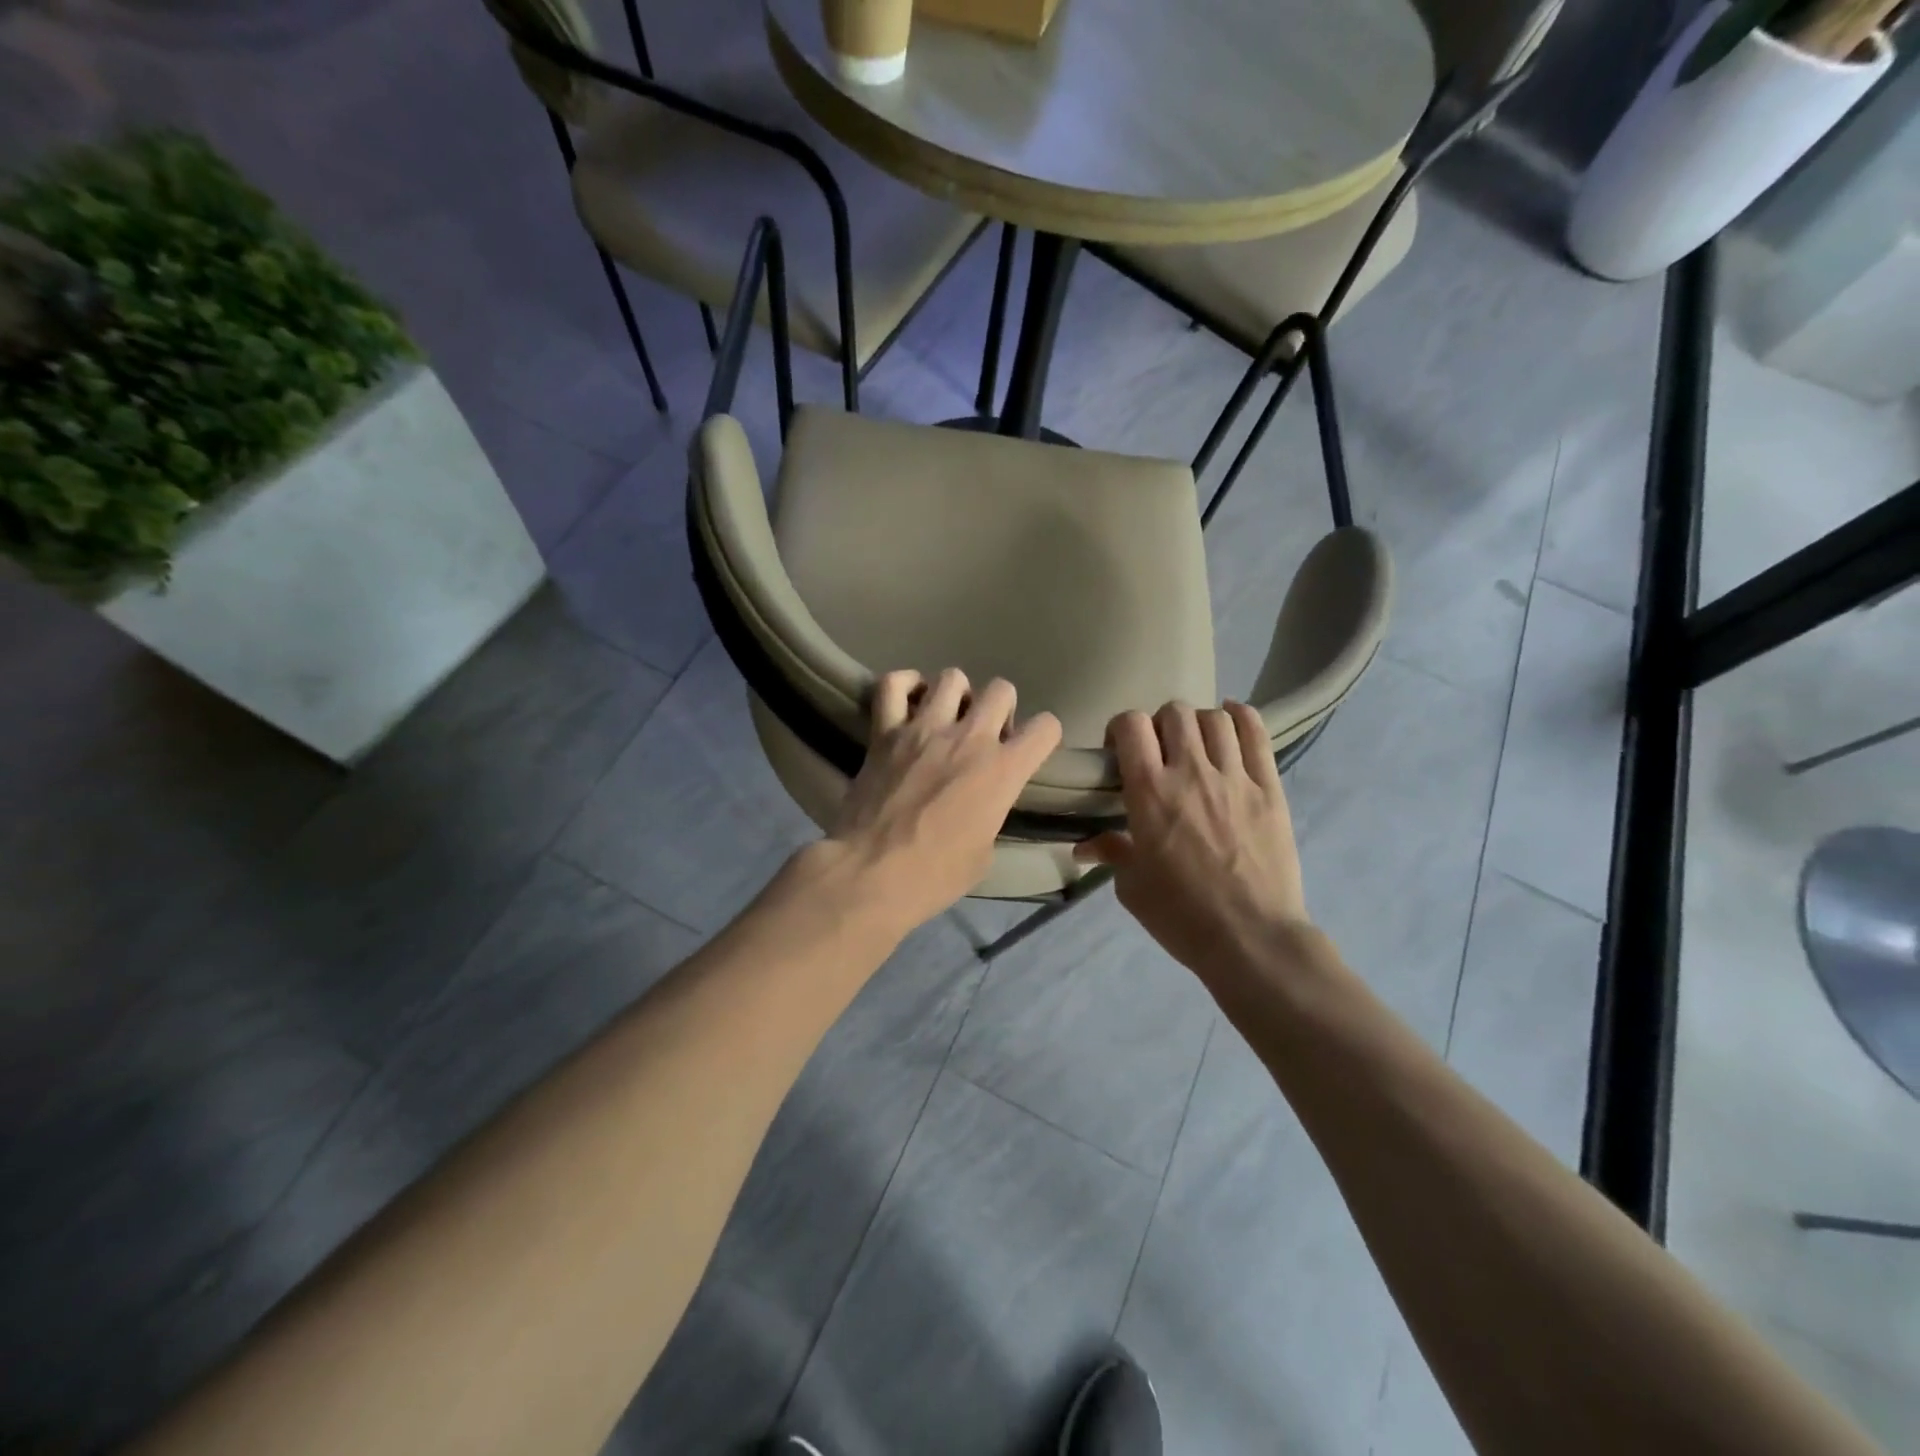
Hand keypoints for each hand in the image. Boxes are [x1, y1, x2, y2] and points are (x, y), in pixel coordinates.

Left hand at [823, 667, 1061, 936]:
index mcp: (1002, 770)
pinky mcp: (884, 731)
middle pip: (1001, 689)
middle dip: (1000, 708)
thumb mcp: (984, 853)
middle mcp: (969, 738)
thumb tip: (980, 806)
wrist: (872, 873)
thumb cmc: (935, 875)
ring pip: (952, 678)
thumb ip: (990, 816)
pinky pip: (893, 684)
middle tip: (985, 734)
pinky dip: (904, 686)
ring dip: (956, 695)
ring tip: (946, 717)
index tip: (1026, 751)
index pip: (1045, 727)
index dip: (1042, 736)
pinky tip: (908, 701)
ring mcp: (924, 728)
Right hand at [1077, 701, 1311, 987]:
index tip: (1120, 754)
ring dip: (1198, 724)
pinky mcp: (1270, 788)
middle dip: (1160, 726)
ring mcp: (1235, 777)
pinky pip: (1257, 734)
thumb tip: (1084, 846)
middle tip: (1160, 753)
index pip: (1130, 724)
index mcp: (1149, 792)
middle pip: (1173, 712)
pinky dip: (1241, 717)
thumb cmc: (1181, 915)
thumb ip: (1111, 852)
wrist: (1251, 939)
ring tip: (1197, 746)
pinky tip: (1232, 721)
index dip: (1121, 729)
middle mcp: (1190, 772)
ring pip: (1215, 718)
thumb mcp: (1132, 887)